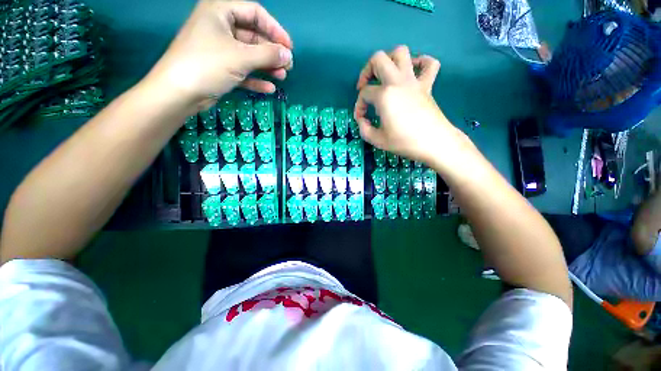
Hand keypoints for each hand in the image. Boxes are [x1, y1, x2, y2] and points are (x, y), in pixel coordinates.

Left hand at [144, 0, 292, 110]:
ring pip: (249, 55)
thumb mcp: (241, 57)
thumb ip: (268, 55)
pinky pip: (243, 70)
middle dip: (272, 51)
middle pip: (253, 36)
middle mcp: (220, 28)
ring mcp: (220, 49)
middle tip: (288, 66)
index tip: (289, 47)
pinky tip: (269, 88)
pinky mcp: (220, 68)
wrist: (179, 93)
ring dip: (267, 66)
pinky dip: (256, 79)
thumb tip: (288, 55)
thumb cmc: (208, 65)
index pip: (255, 13)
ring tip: (282, 77)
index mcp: (220, 12)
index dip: (275, 29)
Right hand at [354, 46, 460, 162]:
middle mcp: (398, 81)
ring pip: (401, 52)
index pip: (364, 94)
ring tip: (385, 75)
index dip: (359, 105)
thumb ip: (364, 129)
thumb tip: (362, 120)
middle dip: (366, 71)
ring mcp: (414, 81)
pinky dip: (421, 62)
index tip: (361, 118)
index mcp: (384, 95)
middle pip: (378, 59)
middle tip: (365, 86)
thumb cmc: (404, 142)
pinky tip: (413, 72)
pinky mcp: (427, 85)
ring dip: (389, 59)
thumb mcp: (377, 140)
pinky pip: (429, 63)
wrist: (434, 143)